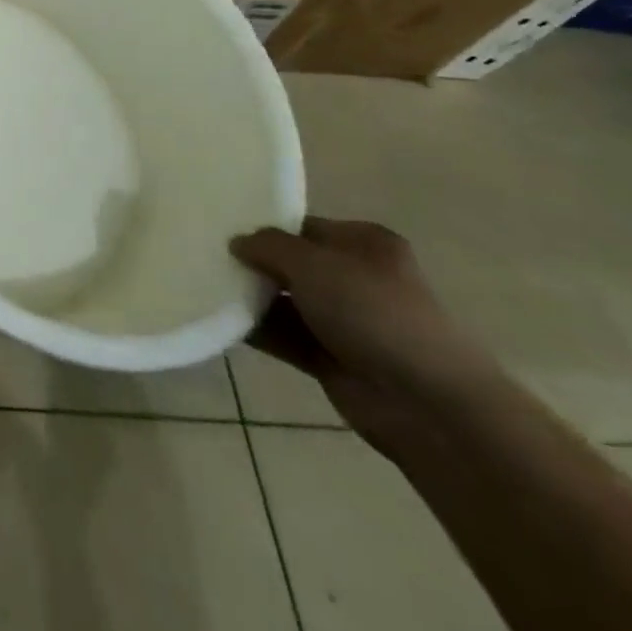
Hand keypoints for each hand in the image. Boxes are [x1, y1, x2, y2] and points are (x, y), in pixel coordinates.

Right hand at [231, 217, 503, 451]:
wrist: (428, 405)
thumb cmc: (373, 312)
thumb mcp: (312, 262)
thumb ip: (268, 245)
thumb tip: (237, 242)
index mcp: (364, 244)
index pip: (303, 226)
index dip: (265, 226)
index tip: (221, 227)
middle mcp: (357, 278)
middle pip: (292, 264)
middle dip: (254, 263)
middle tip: (205, 254)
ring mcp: (346, 322)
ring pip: (285, 301)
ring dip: (251, 298)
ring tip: (203, 284)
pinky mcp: (333, 359)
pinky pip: (285, 336)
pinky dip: (257, 330)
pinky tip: (219, 319)